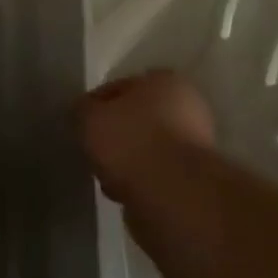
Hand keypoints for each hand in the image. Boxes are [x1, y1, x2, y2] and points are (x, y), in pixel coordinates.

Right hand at [81, 70, 216, 201]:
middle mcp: (188, 107)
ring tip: (107, 177)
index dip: (96, 105)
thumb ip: (82, 109)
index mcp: (164, 81)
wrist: (173, 196)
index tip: (81, 124)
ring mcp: (196, 145)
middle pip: (136, 119)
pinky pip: (156, 174)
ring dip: (127, 161)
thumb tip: (84, 112)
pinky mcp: (195, 179)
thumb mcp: (89, 117)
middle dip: (115, 135)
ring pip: (146, 148)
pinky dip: (140, 182)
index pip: (119, 86)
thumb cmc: (130, 142)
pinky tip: (125, 193)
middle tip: (94, 151)